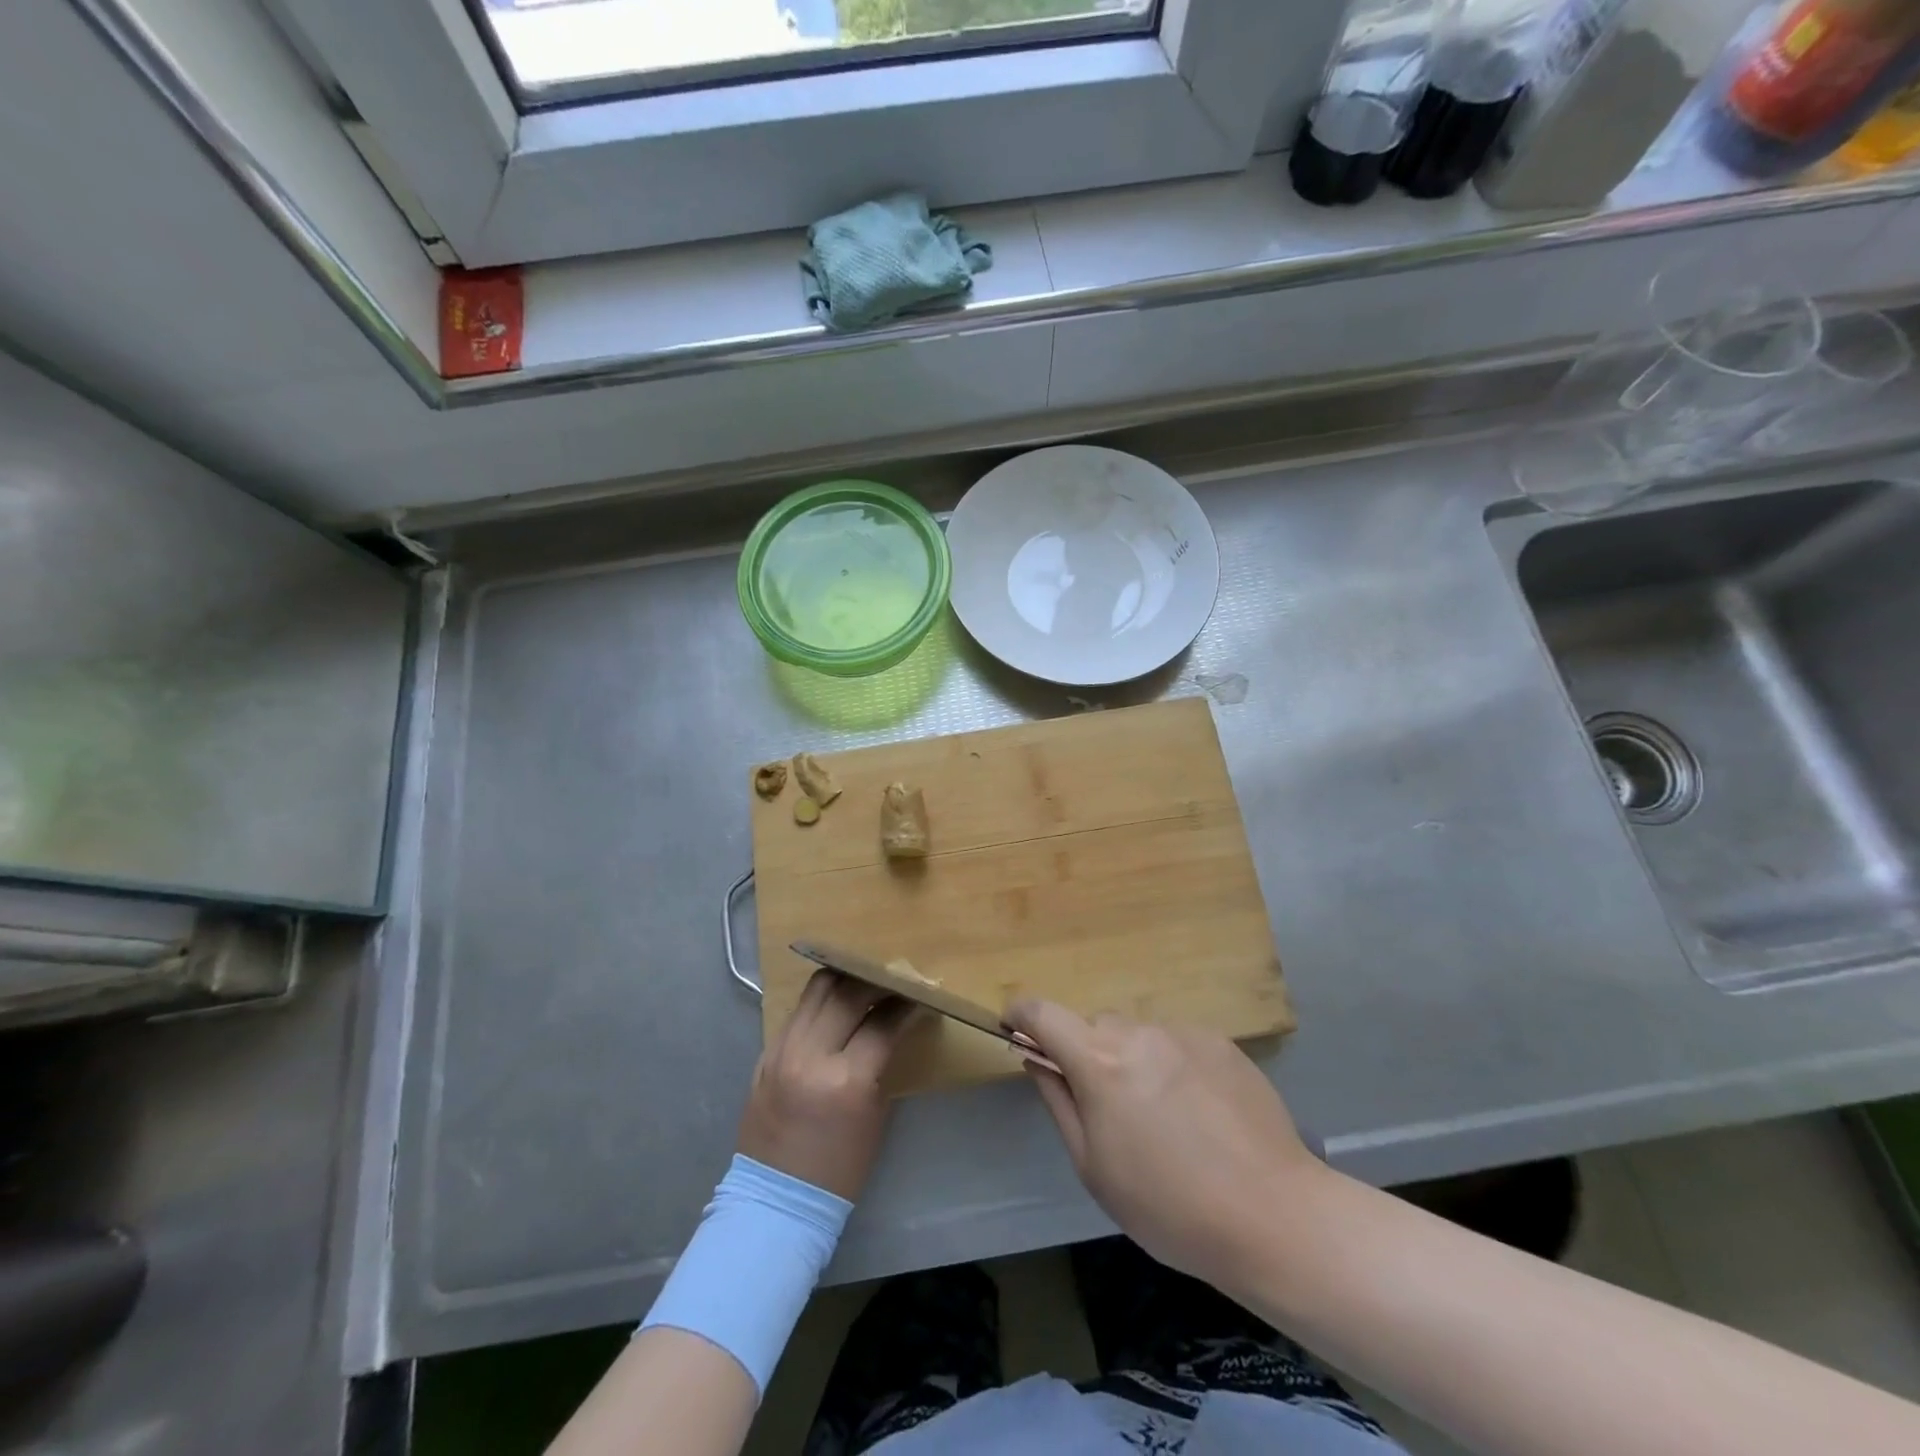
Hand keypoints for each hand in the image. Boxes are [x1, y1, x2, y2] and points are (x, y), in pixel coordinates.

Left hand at [737, 971, 916, 1200]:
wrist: (777, 1202)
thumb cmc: (840, 1168)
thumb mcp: (874, 1114)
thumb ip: (881, 1061)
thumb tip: (894, 1023)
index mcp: (845, 1080)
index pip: (882, 1022)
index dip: (906, 1005)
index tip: (919, 995)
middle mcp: (810, 1055)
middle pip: (848, 993)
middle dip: (876, 982)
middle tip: (894, 982)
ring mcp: (782, 1051)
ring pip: (817, 990)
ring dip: (845, 981)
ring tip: (863, 983)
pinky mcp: (765, 1053)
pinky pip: (797, 1011)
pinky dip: (820, 1002)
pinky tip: (835, 1007)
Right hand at [1004, 1001, 1324, 1287]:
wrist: (1274, 1216)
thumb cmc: (1170, 1207)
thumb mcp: (1095, 1168)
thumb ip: (1059, 1102)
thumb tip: (1037, 1059)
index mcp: (1100, 1062)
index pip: (1044, 1013)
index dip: (1021, 1015)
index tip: (1012, 1026)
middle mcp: (1139, 1033)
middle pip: (1096, 1027)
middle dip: (1089, 1054)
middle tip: (1107, 1107)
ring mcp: (1184, 1033)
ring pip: (1139, 1035)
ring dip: (1133, 1061)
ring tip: (1164, 1118)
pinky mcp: (1220, 1042)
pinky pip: (1177, 1043)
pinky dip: (1172, 1066)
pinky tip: (1199, 1114)